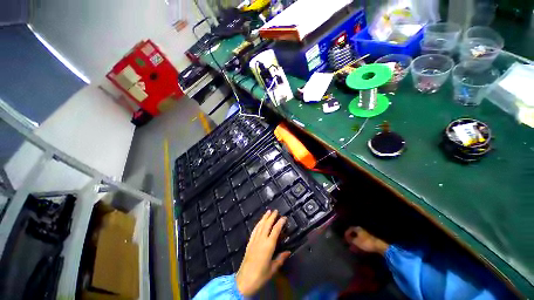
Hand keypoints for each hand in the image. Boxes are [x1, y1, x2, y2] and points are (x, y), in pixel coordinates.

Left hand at [236, 210, 290, 296]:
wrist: (244, 280)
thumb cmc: (260, 276)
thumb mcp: (273, 268)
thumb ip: (281, 258)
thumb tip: (288, 252)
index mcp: (269, 245)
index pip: (276, 230)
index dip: (280, 222)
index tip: (284, 217)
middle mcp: (261, 240)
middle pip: (267, 224)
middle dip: (272, 216)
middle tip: (276, 210)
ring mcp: (254, 240)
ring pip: (260, 225)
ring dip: (264, 218)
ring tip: (268, 211)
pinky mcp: (249, 242)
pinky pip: (254, 230)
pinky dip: (258, 224)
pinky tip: (259, 222)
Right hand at [344, 226, 388, 255]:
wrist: (378, 246)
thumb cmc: (365, 243)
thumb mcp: (356, 242)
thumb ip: (350, 240)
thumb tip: (347, 238)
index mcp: (358, 229)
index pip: (350, 229)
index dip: (347, 233)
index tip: (345, 237)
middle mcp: (361, 230)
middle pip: (354, 233)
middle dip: (351, 237)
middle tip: (348, 242)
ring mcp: (366, 234)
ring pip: (358, 237)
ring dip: (355, 241)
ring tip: (352, 246)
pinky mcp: (369, 239)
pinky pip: (362, 240)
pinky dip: (359, 243)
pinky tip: (358, 247)